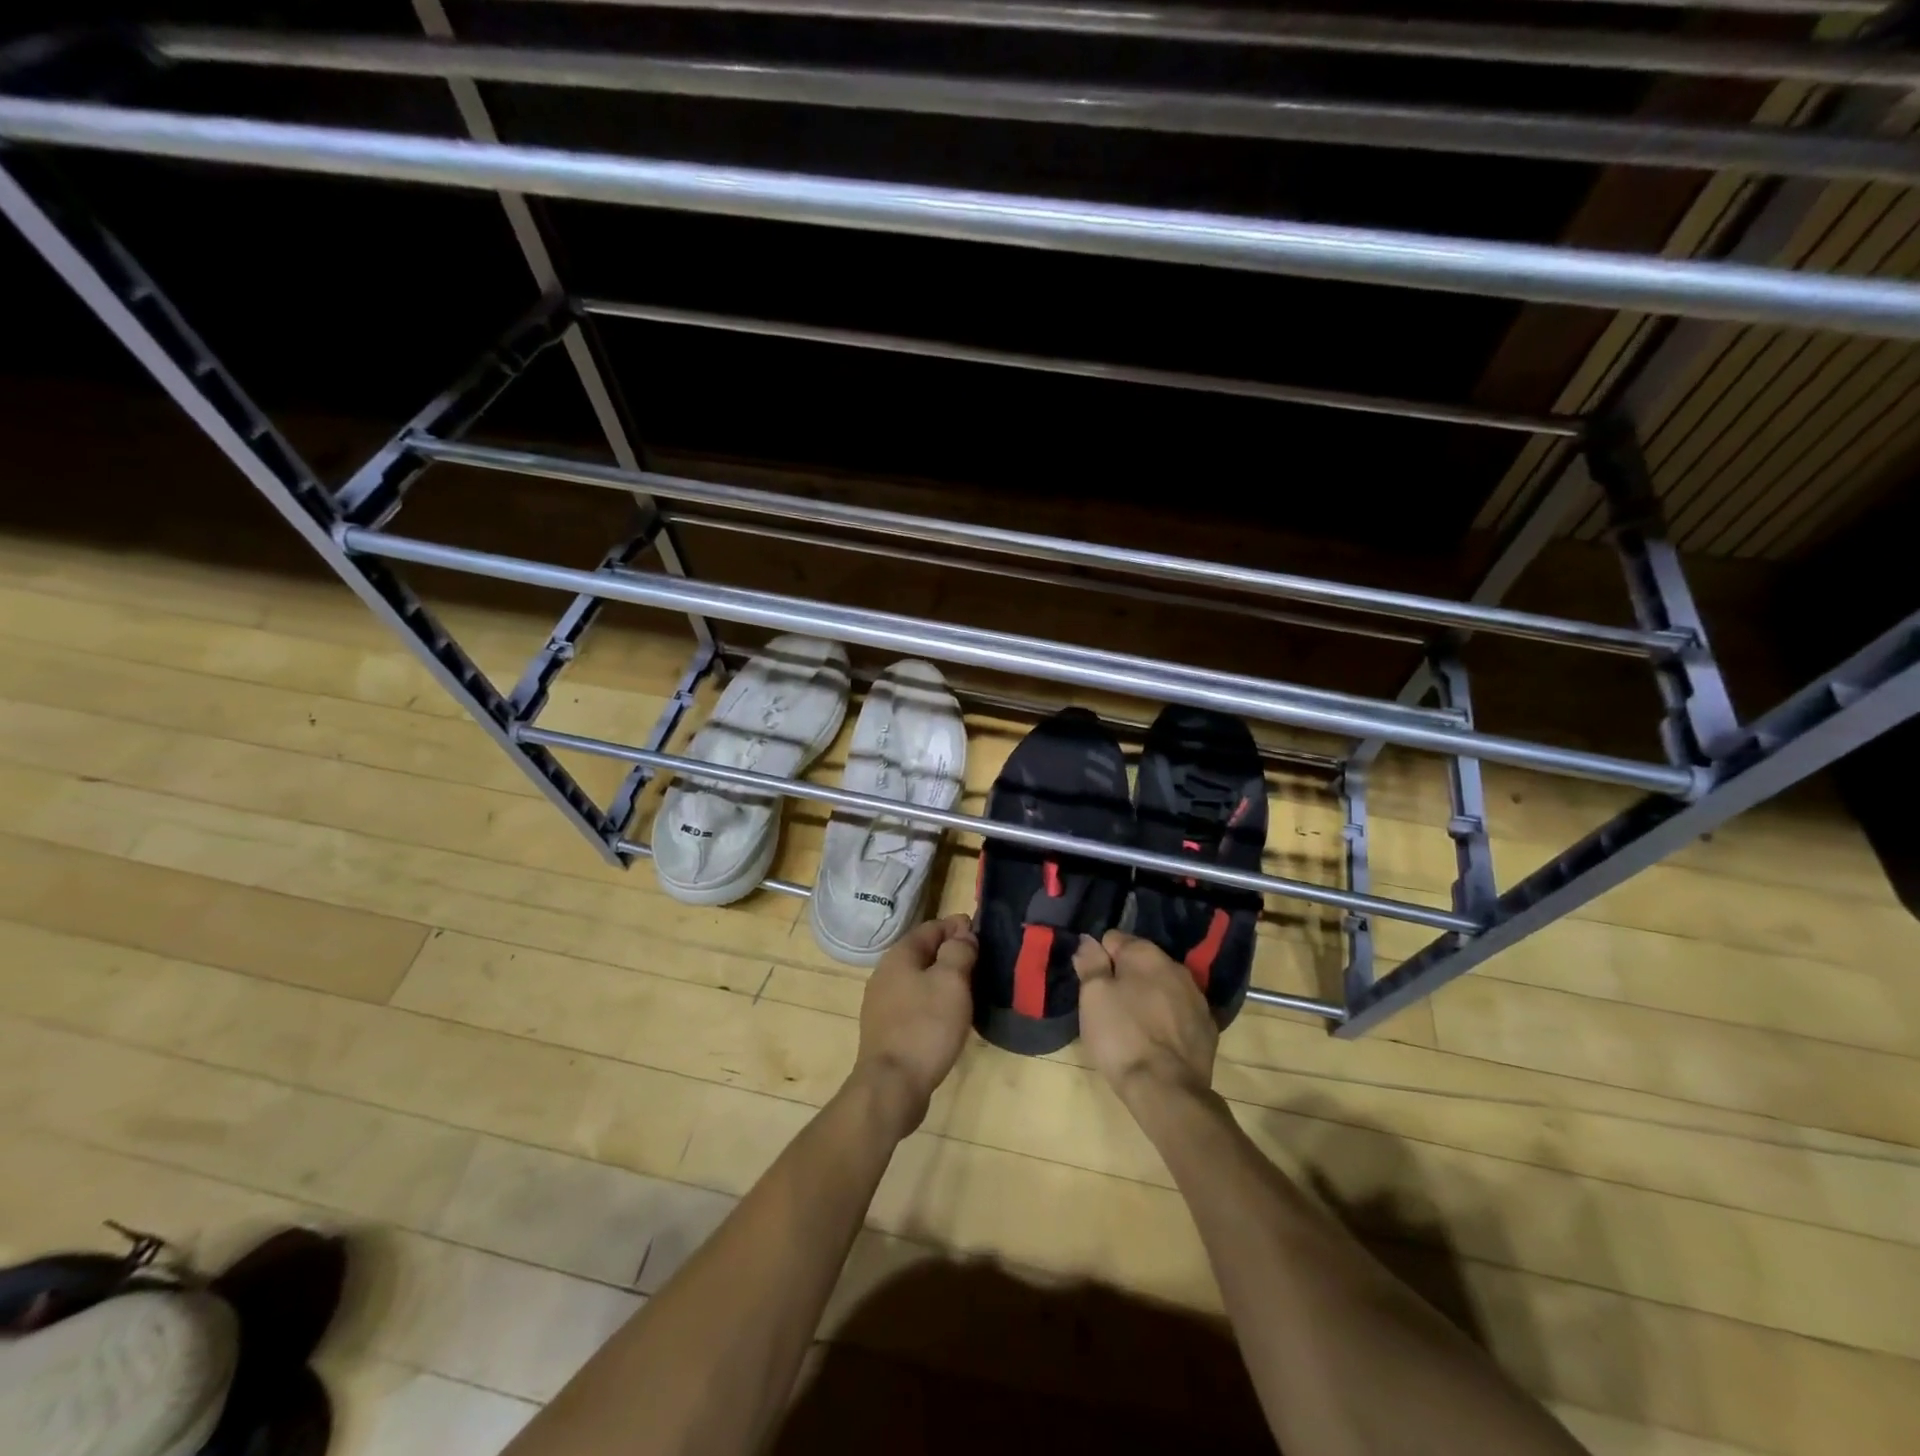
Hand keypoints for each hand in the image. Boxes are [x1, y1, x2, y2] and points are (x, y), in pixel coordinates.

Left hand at [852, 914, 977, 1136]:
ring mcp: (882, 1003)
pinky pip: (914, 1004)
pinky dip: (933, 1002)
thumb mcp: (951, 981)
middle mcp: (885, 973)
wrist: (892, 1085)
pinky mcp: (886, 1030)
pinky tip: (948, 1016)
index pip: (932, 927)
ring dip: (943, 980)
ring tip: (969, 989)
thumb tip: (962, 933)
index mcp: (899, 956)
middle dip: (951, 953)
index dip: (958, 926)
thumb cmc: (926, 1026)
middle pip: (923, 953)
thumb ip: (959, 951)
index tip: (982, 933)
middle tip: (981, 962)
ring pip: (918, 980)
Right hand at [1073, 930, 1217, 1108]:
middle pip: (1141, 962)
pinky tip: (1156, 1040)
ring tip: (1133, 1024)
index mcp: (1146, 954)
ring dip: (1149, 996)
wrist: (1167, 1089)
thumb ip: (1090, 962)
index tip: (1092, 983)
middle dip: (1126, 976)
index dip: (1099, 959)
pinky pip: (1180, 1011)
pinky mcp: (1208, 1027)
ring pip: (1163, 986)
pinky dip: (1168, 1018)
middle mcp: (1176, 967)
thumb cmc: (1121, 1035)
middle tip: (1109, 1005)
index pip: (1114, 939)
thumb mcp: (1092, 996)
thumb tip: (1088, 940)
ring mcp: (1196, 997)